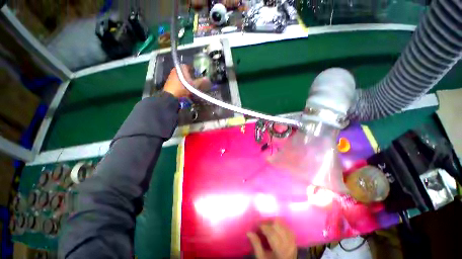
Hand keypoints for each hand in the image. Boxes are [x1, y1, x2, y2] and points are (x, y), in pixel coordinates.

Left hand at [163, 64, 210, 98]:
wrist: (170, 96)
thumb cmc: (182, 88)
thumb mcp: (193, 85)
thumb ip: (200, 82)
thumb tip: (207, 79)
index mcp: (181, 68)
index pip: (189, 66)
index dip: (194, 70)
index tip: (198, 75)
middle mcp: (175, 69)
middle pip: (185, 71)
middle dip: (190, 76)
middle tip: (195, 81)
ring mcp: (171, 75)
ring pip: (182, 76)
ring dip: (186, 80)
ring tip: (191, 85)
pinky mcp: (169, 81)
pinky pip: (178, 80)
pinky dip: (182, 83)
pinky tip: (185, 88)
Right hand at [247, 219, 296, 258]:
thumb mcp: (262, 258)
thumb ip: (256, 244)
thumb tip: (248, 232)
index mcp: (280, 250)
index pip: (271, 232)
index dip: (262, 225)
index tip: (255, 224)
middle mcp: (288, 244)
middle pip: (278, 224)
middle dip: (268, 221)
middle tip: (261, 224)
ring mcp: (293, 241)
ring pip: (283, 223)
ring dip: (274, 222)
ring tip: (267, 225)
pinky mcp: (294, 240)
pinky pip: (287, 227)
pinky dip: (280, 225)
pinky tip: (275, 228)